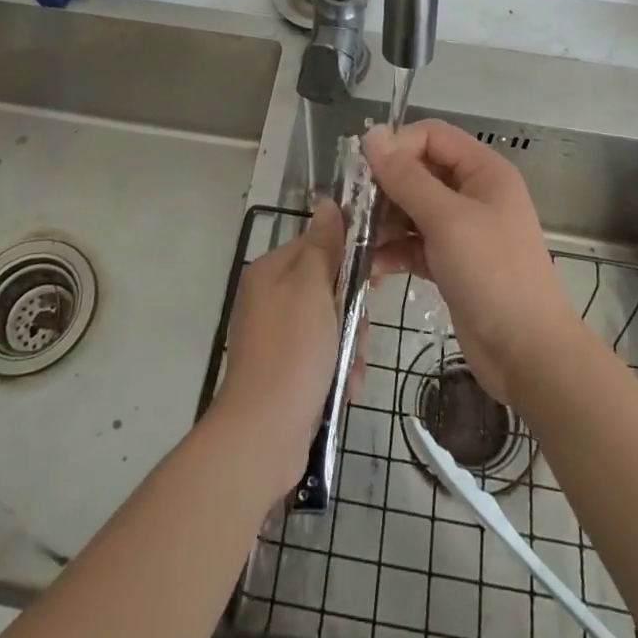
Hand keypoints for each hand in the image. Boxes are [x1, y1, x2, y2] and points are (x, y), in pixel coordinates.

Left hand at [213, 199, 350, 502]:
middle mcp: (270, 298)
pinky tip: (344, 388)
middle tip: (357, 333)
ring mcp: (276, 336)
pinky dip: (338, 370)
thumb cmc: (292, 352)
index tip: (373, 278)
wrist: (264, 436)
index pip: (319, 243)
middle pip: (329, 286)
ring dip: (350, 346)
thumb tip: (328, 201)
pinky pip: (324, 356)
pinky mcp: (286, 370)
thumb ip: (324, 245)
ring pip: (332, 324)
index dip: (349, 258)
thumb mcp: (313, 289)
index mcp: (271, 271)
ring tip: (350, 369)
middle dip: (352, 313)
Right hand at [364, 120, 580, 405]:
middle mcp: (473, 192)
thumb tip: (371, 134)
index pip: (431, 136)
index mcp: (483, 170)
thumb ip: (406, 177)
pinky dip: (393, 251)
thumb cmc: (492, 274)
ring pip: (412, 209)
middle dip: (384, 188)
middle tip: (352, 209)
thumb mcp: (446, 219)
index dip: (397, 146)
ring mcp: (462, 229)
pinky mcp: (451, 262)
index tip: (364, 172)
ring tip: (355, 240)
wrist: (528, 354)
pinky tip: (369, 267)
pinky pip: (414, 243)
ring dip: (383, 222)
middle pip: (418, 172)